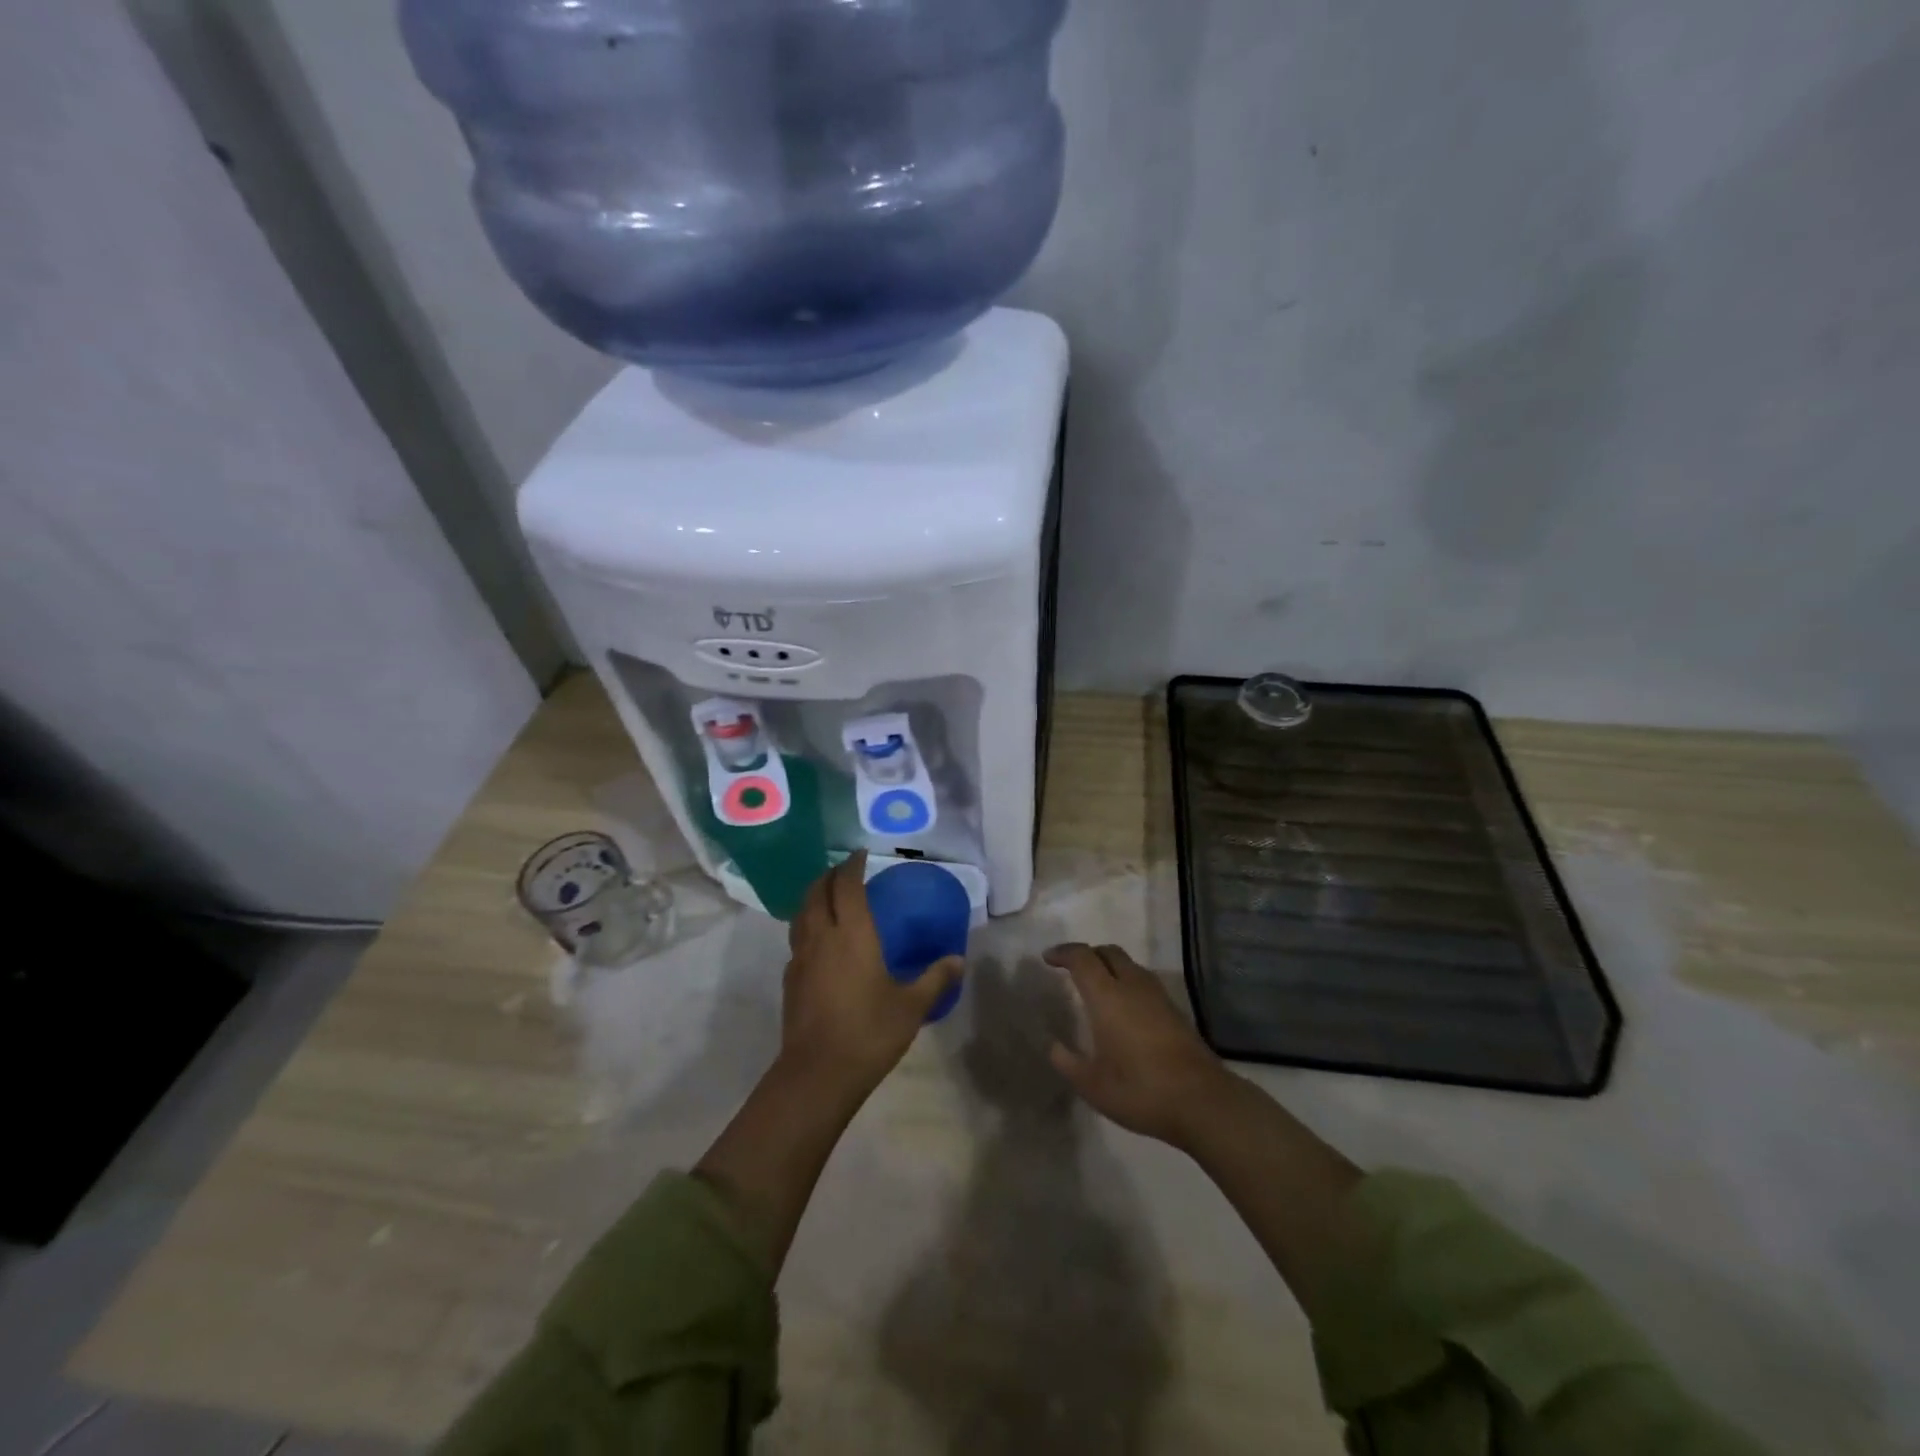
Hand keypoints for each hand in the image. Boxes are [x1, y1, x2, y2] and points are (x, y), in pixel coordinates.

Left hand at [781, 852, 963, 1102]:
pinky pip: (797, 939)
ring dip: (813, 897)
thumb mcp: (911, 1006)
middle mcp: (822, 937)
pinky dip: (807, 926)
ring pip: (801, 914)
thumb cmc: (869, 1032)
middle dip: (829, 876)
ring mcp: (801, 958)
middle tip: (844, 871)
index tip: (860, 854)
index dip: (851, 866)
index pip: (846, 886)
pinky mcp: (790, 980)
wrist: (818, 1074)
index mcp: (852, 934)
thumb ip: (935, 979)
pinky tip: (819, 942)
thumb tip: (958, 960)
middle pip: (817, 892)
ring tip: (827, 897)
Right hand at [1046, 943, 1234, 1148]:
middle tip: (1071, 969)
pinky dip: (1127, 982)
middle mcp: (1132, 986)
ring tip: (1096, 987)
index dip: (1063, 953)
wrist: (1202, 1101)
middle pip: (1108, 952)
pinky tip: (1123, 1009)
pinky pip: (1143, 982)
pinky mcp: (1175, 1010)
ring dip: (1109, 967)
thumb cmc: (1140, 1090)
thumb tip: (1053, 1046)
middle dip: (1087, 954)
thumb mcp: (1092, 1085)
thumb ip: (1068, 1062)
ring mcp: (1158, 996)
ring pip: (1129, 965)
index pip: (1082, 958)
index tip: (1048, 958)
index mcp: (1107, 996)